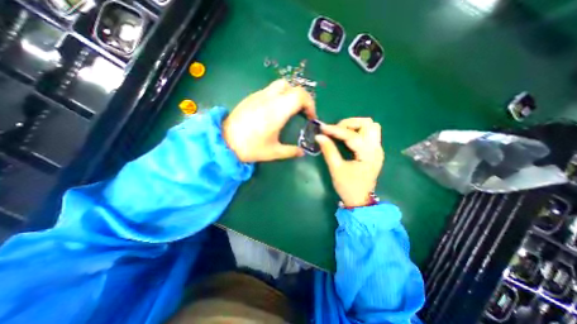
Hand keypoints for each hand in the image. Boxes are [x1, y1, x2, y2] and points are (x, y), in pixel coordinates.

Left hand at [223, 80, 317, 162]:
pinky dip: (278, 96)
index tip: (310, 117)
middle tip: (302, 112)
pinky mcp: (251, 97)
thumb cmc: (250, 148)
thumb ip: (291, 151)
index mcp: (276, 112)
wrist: (224, 142)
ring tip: (289, 110)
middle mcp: (268, 99)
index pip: (300, 96)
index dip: (310, 104)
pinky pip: (269, 90)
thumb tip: (302, 153)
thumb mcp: (273, 152)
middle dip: (301, 97)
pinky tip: (274, 110)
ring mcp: (258, 96)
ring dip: (290, 94)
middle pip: (292, 87)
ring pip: (280, 85)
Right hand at [315, 117, 382, 207]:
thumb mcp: (336, 169)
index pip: (352, 135)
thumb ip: (328, 150)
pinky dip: (357, 131)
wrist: (360, 200)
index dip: (335, 130)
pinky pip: (369, 134)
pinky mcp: (374, 151)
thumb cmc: (348, 187)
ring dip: (355, 126)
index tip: (322, 128)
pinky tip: (347, 138)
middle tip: (335, 131)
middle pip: (368, 124)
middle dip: (349, 124)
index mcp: (368, 154)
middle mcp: (376, 149)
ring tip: (341, 133)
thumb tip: (319, 136)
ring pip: (371, 127)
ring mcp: (377, 149)